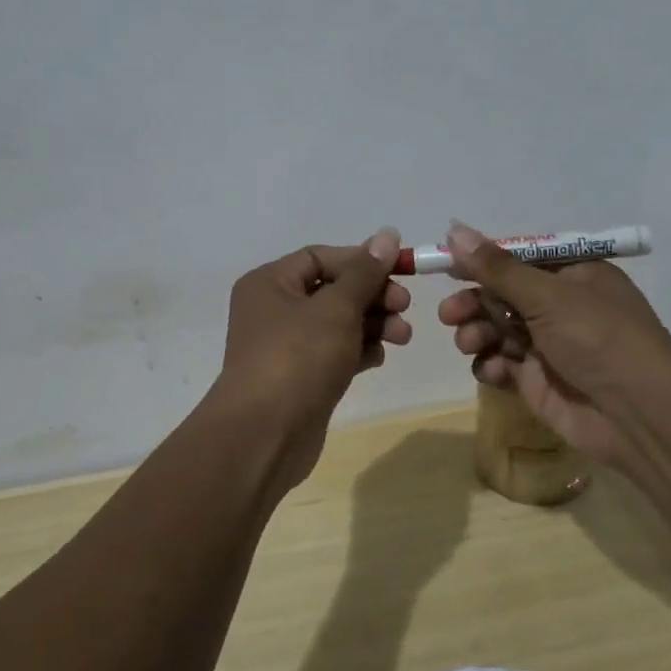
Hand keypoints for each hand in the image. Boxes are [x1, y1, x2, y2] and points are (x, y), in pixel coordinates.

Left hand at [212, 228, 411, 484]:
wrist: (265, 436)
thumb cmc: (298, 358)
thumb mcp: (336, 308)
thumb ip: (365, 272)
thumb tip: (388, 234)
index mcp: (270, 283)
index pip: (321, 256)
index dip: (362, 260)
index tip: (400, 271)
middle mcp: (274, 310)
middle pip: (333, 289)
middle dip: (372, 296)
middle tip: (404, 307)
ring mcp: (286, 346)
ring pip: (337, 323)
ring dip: (372, 323)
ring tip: (402, 336)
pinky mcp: (301, 378)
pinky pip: (335, 352)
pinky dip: (358, 350)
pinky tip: (379, 356)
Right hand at [435, 221, 670, 475]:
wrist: (639, 415)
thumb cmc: (599, 339)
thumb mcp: (548, 296)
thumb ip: (497, 268)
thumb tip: (454, 230)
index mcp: (574, 275)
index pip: (519, 259)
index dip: (483, 262)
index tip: (447, 266)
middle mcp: (561, 307)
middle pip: (503, 295)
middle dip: (474, 302)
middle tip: (449, 314)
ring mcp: (549, 346)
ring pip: (497, 330)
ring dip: (477, 333)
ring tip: (469, 343)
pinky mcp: (539, 381)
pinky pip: (503, 364)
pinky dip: (492, 365)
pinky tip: (494, 371)